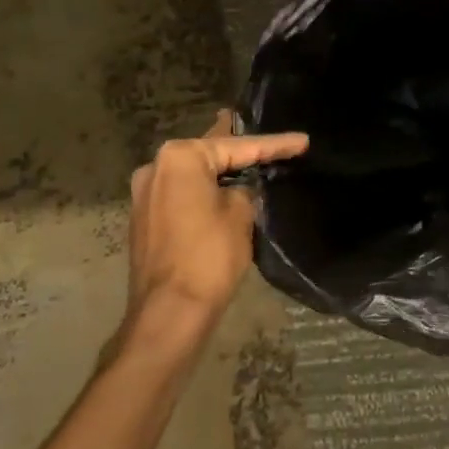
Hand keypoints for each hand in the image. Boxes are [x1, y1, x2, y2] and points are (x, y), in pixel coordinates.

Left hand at [124, 111, 308, 341]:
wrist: (169, 313)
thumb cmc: (208, 256)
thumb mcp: (241, 215)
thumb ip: (244, 191)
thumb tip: (238, 191)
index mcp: (180, 158)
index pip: (238, 146)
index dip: (274, 144)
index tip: (303, 141)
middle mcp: (156, 167)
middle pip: (209, 153)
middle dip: (239, 149)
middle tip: (266, 136)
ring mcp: (145, 194)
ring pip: (193, 175)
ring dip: (220, 171)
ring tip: (248, 157)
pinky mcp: (145, 219)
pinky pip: (182, 194)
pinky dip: (204, 191)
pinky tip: (223, 189)